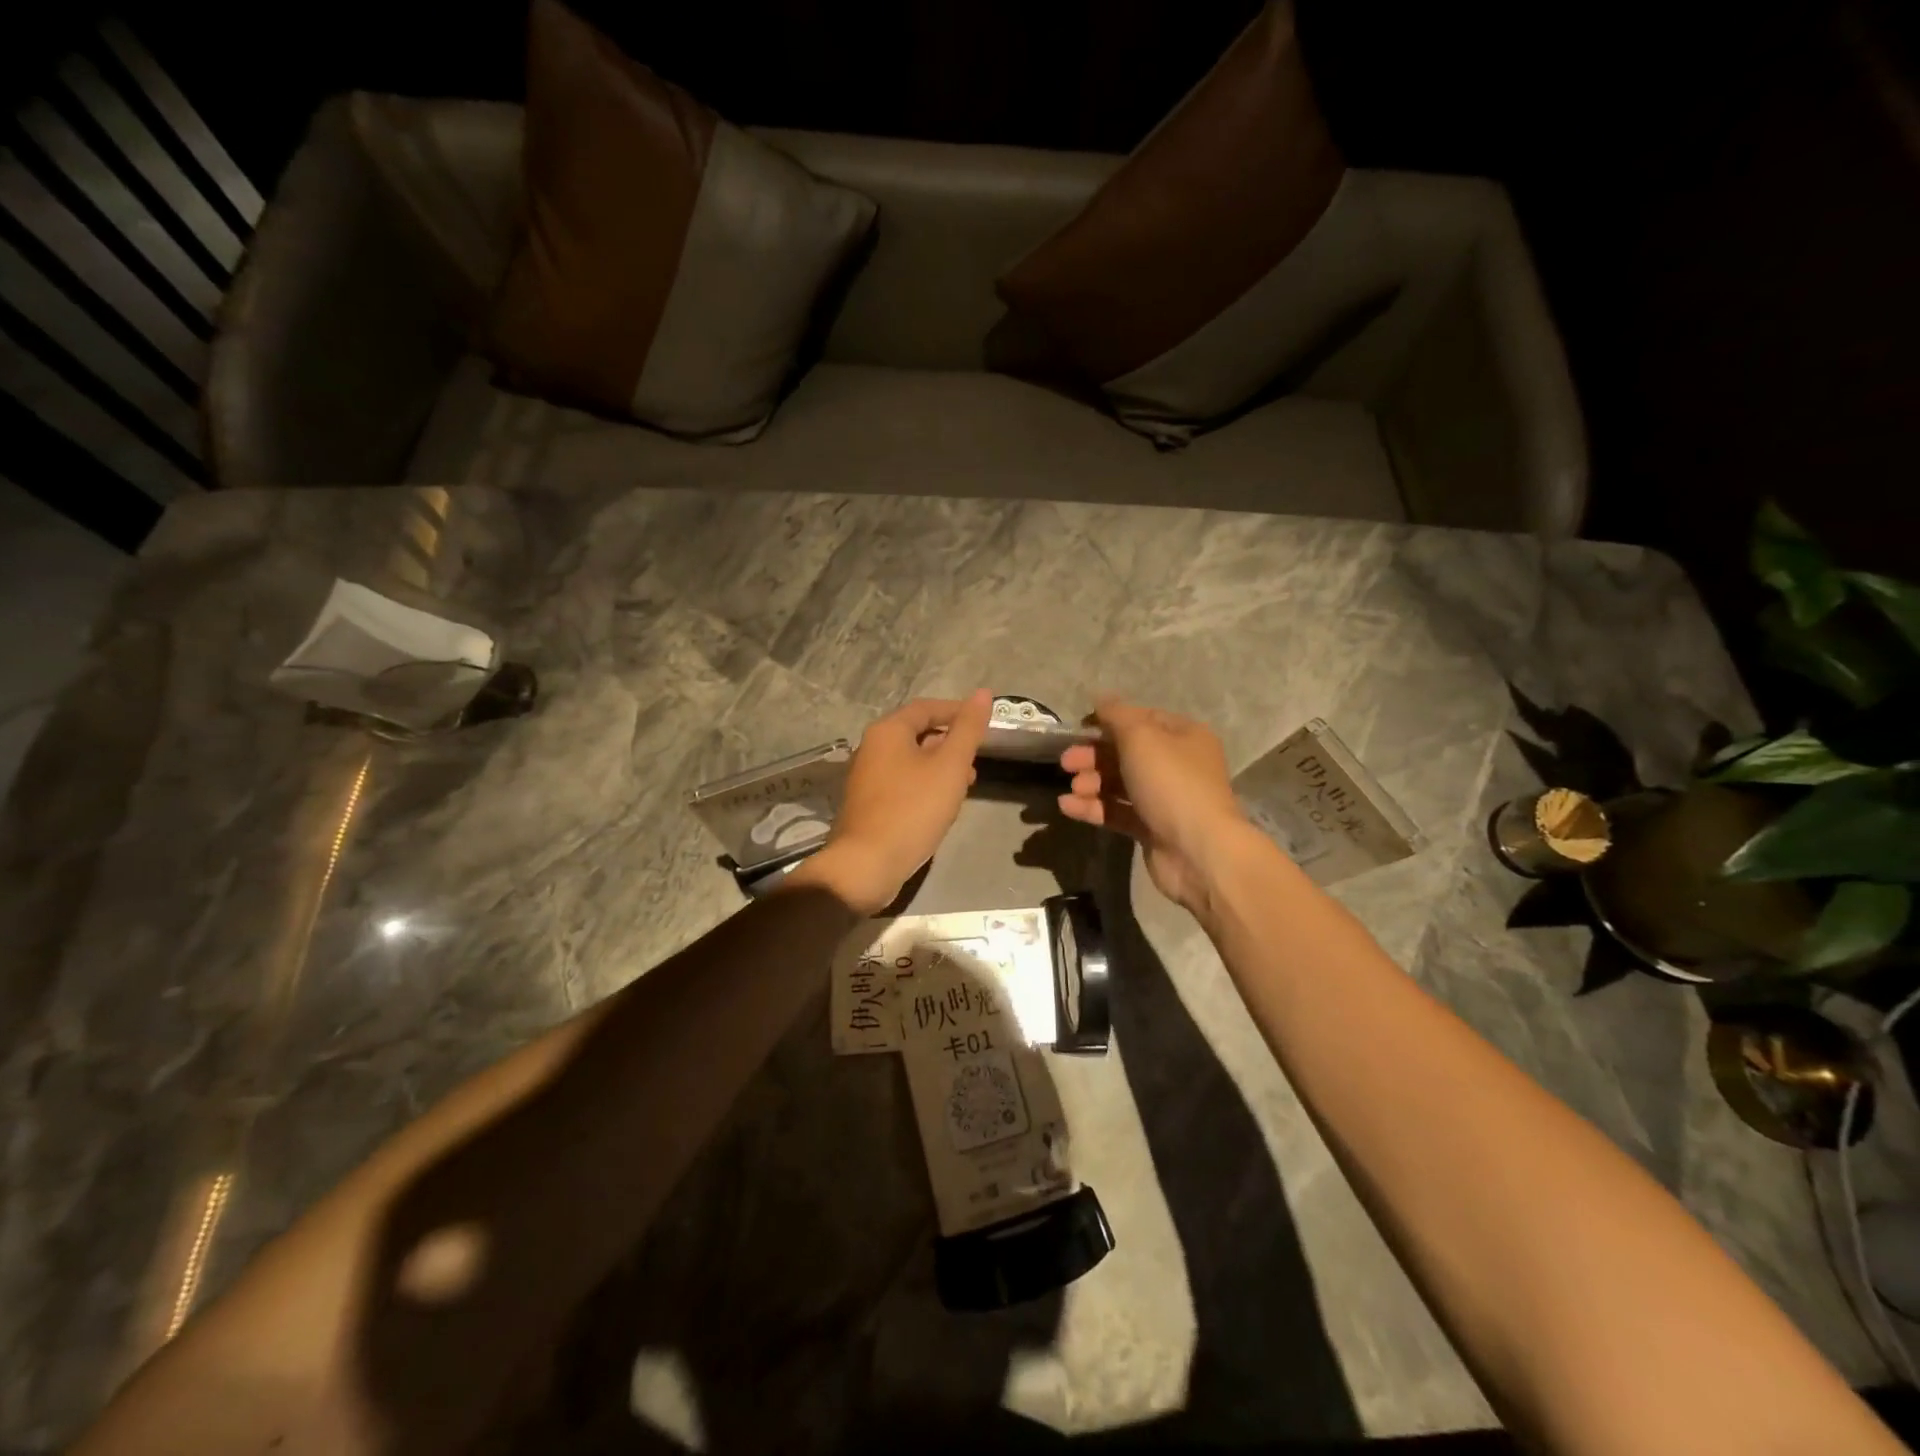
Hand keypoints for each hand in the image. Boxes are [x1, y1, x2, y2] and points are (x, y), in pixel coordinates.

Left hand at [795, 690, 992, 913]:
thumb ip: (968, 730)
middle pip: (918, 733)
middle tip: (978, 759)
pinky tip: (941, 806)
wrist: (867, 864)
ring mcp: (867, 777)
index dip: (958, 712)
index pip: (927, 707)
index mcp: (888, 731)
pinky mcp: (868, 803)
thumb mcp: (950, 766)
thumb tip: (983, 693)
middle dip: (951, 742)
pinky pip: (902, 782)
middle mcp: (872, 747)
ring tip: (966, 784)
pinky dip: (925, 785)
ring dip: (941, 766)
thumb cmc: (912, 810)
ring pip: (911, 760)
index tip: (984, 724)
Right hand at [1058, 697, 1255, 911]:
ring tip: (1073, 787)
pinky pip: (1117, 811)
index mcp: (1184, 736)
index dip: (1110, 720)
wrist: (1197, 850)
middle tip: (1066, 762)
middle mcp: (1177, 765)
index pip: (1142, 719)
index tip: (1080, 727)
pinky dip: (1093, 808)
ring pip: (1120, 783)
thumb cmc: (1171, 783)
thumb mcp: (1141, 737)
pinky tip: (1068, 807)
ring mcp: (1165, 799)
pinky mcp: (1151, 828)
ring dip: (1092, 782)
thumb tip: (1100, 697)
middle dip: (1094, 755)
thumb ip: (1116, 715)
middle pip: (1127, 752)